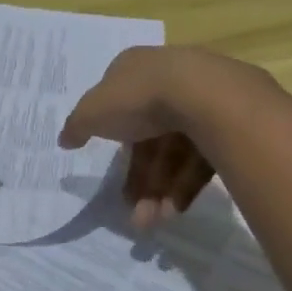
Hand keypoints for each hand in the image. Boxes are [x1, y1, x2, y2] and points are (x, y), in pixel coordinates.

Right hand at [59, 46, 233, 229]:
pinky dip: (186, 185)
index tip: (112, 172)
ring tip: (154, 221)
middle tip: (134, 212)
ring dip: (161, 190)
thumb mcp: (93, 111)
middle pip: (150, 136)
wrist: (204, 95)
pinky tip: (176, 209)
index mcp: (135, 69)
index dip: (113, 139)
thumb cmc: (139, 97)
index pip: (120, 104)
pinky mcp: (227, 123)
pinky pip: (202, 158)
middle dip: (140, 178)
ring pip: (176, 152)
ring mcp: (201, 100)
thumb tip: (64, 139)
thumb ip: (77, 125)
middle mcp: (168, 81)